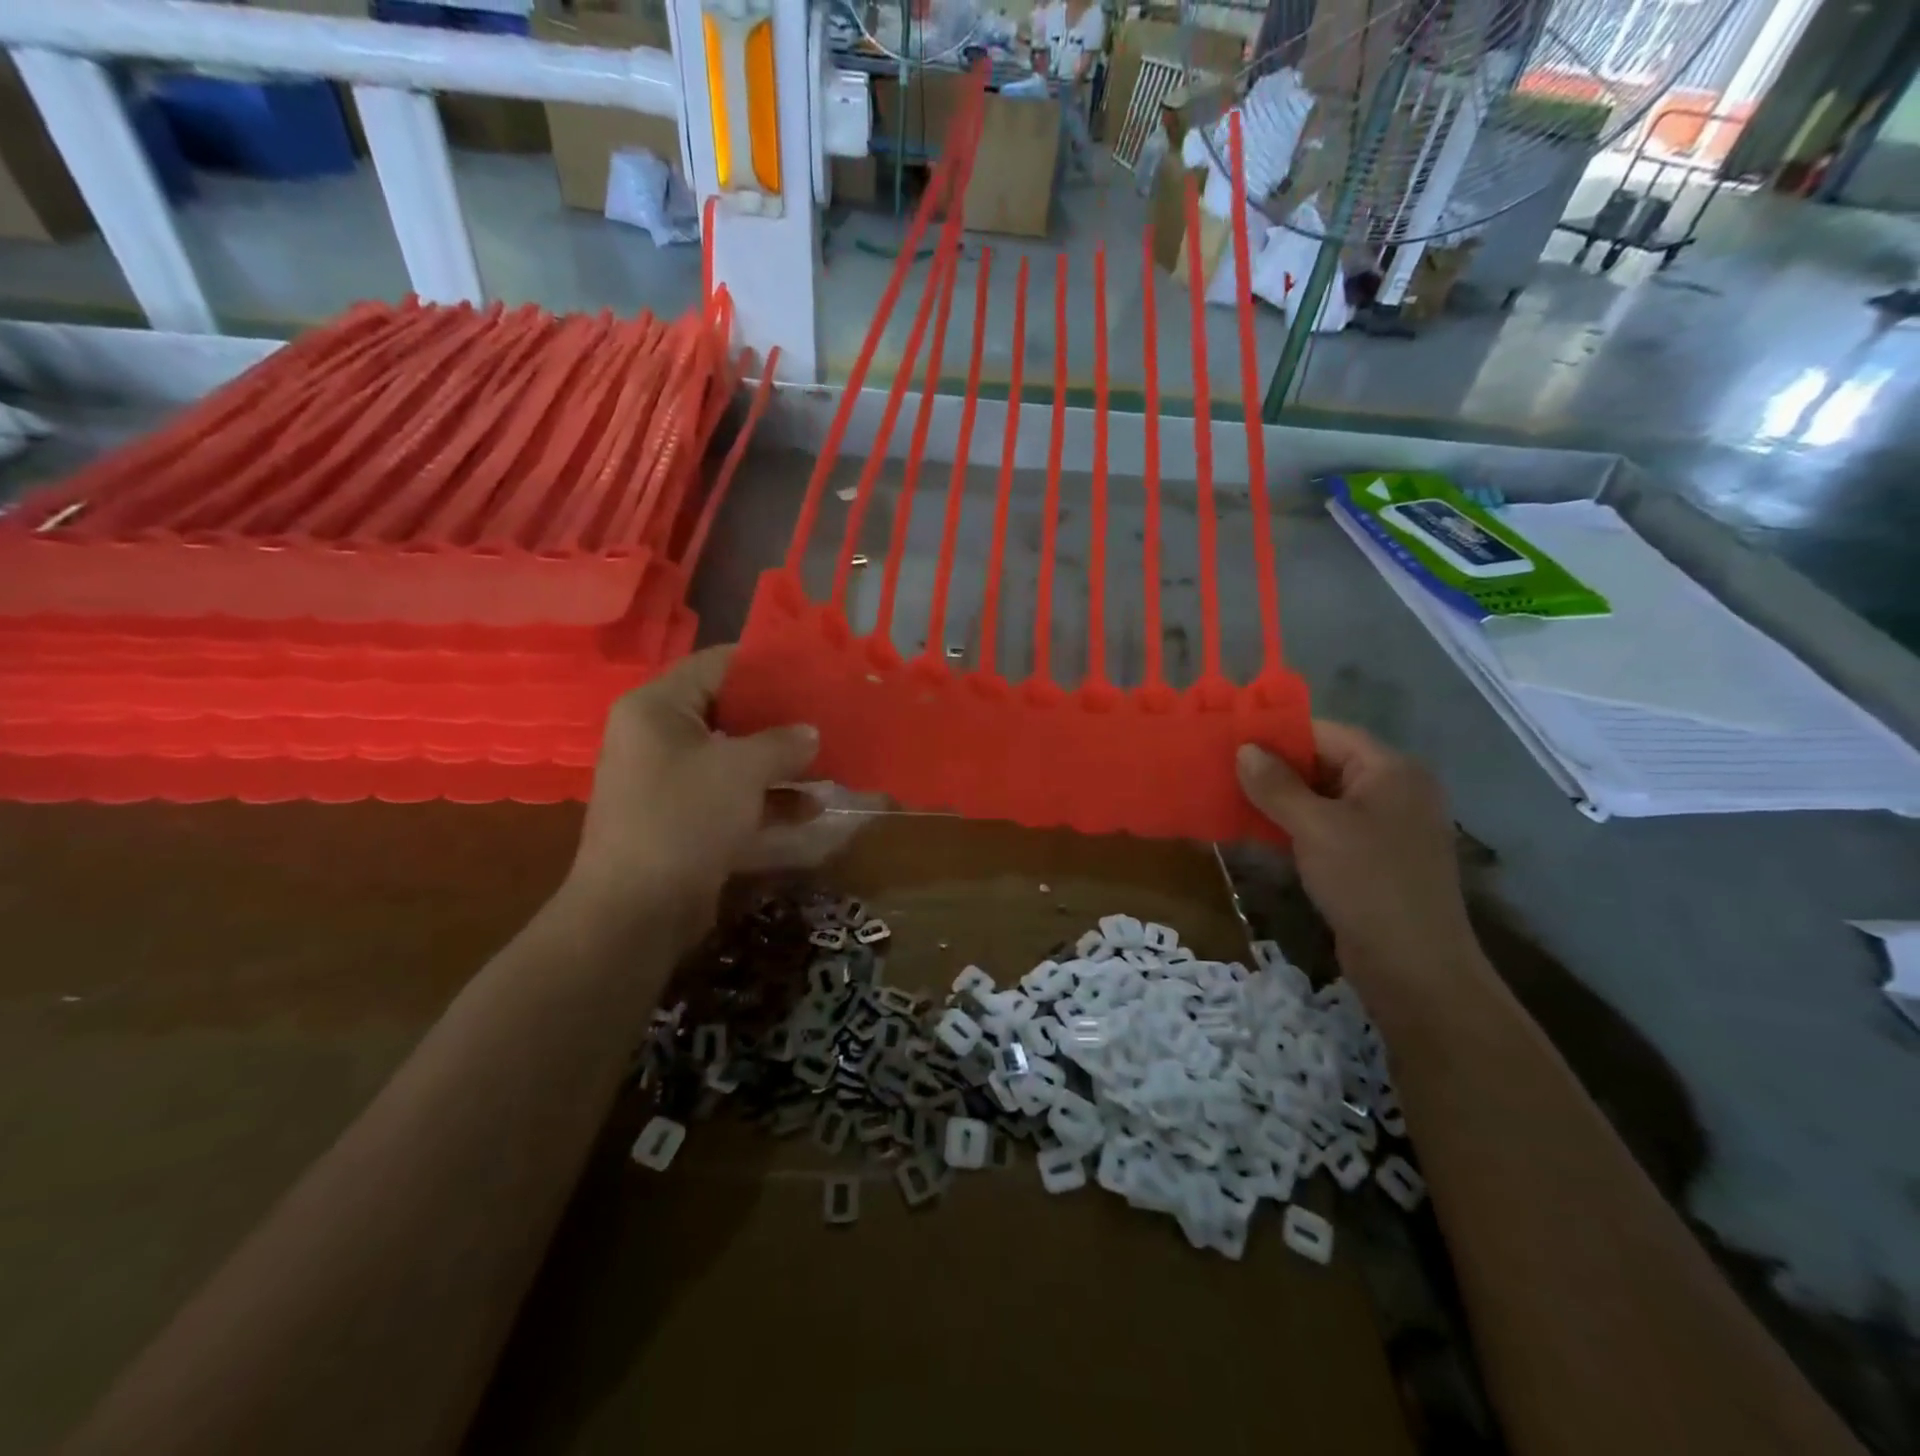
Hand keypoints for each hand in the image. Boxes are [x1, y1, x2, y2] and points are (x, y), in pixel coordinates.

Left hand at [564, 647, 819, 948]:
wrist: (636, 912)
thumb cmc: (684, 818)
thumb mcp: (742, 769)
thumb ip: (782, 741)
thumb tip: (810, 732)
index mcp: (658, 707)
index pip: (717, 664)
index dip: (766, 665)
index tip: (811, 669)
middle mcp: (659, 737)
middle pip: (729, 711)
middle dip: (781, 718)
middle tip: (827, 715)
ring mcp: (670, 780)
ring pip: (735, 757)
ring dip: (781, 762)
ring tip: (830, 761)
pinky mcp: (684, 819)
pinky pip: (732, 795)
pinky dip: (768, 799)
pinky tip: (812, 807)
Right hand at [1237, 722, 1475, 976]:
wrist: (1415, 970)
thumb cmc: (1368, 884)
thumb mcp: (1316, 828)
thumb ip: (1277, 785)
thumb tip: (1244, 749)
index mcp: (1390, 771)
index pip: (1327, 734)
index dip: (1279, 734)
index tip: (1230, 738)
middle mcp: (1391, 792)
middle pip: (1323, 764)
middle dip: (1273, 768)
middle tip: (1220, 769)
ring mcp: (1382, 829)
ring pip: (1320, 800)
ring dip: (1277, 801)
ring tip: (1226, 798)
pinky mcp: (1369, 861)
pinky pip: (1324, 830)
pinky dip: (1291, 829)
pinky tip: (1253, 834)